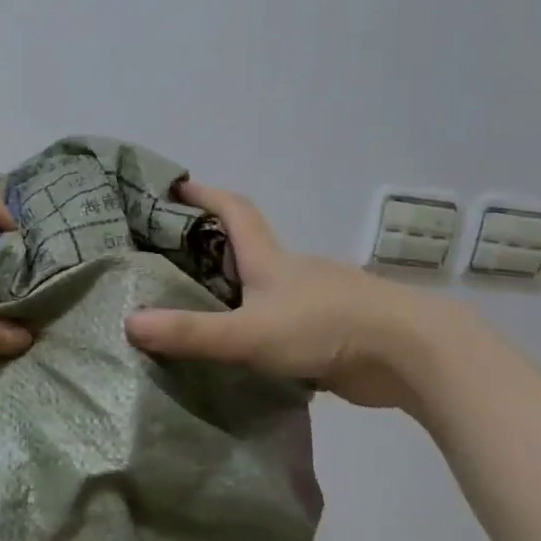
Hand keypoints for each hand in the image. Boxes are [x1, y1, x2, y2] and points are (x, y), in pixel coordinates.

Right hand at [125, 180, 451, 410]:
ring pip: (265, 289)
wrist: (412, 353)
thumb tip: (128, 323)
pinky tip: (243, 353)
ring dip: (235, 293)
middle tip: (169, 261)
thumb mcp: (248, 333)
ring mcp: (315, 301)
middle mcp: (292, 272)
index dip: (206, 195)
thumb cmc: (325, 326)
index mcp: (270, 258)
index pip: (234, 210)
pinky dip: (260, 328)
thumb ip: (191, 333)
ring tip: (196, 313)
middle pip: (247, 248)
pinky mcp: (331, 332)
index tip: (178, 187)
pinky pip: (284, 323)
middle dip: (211, 248)